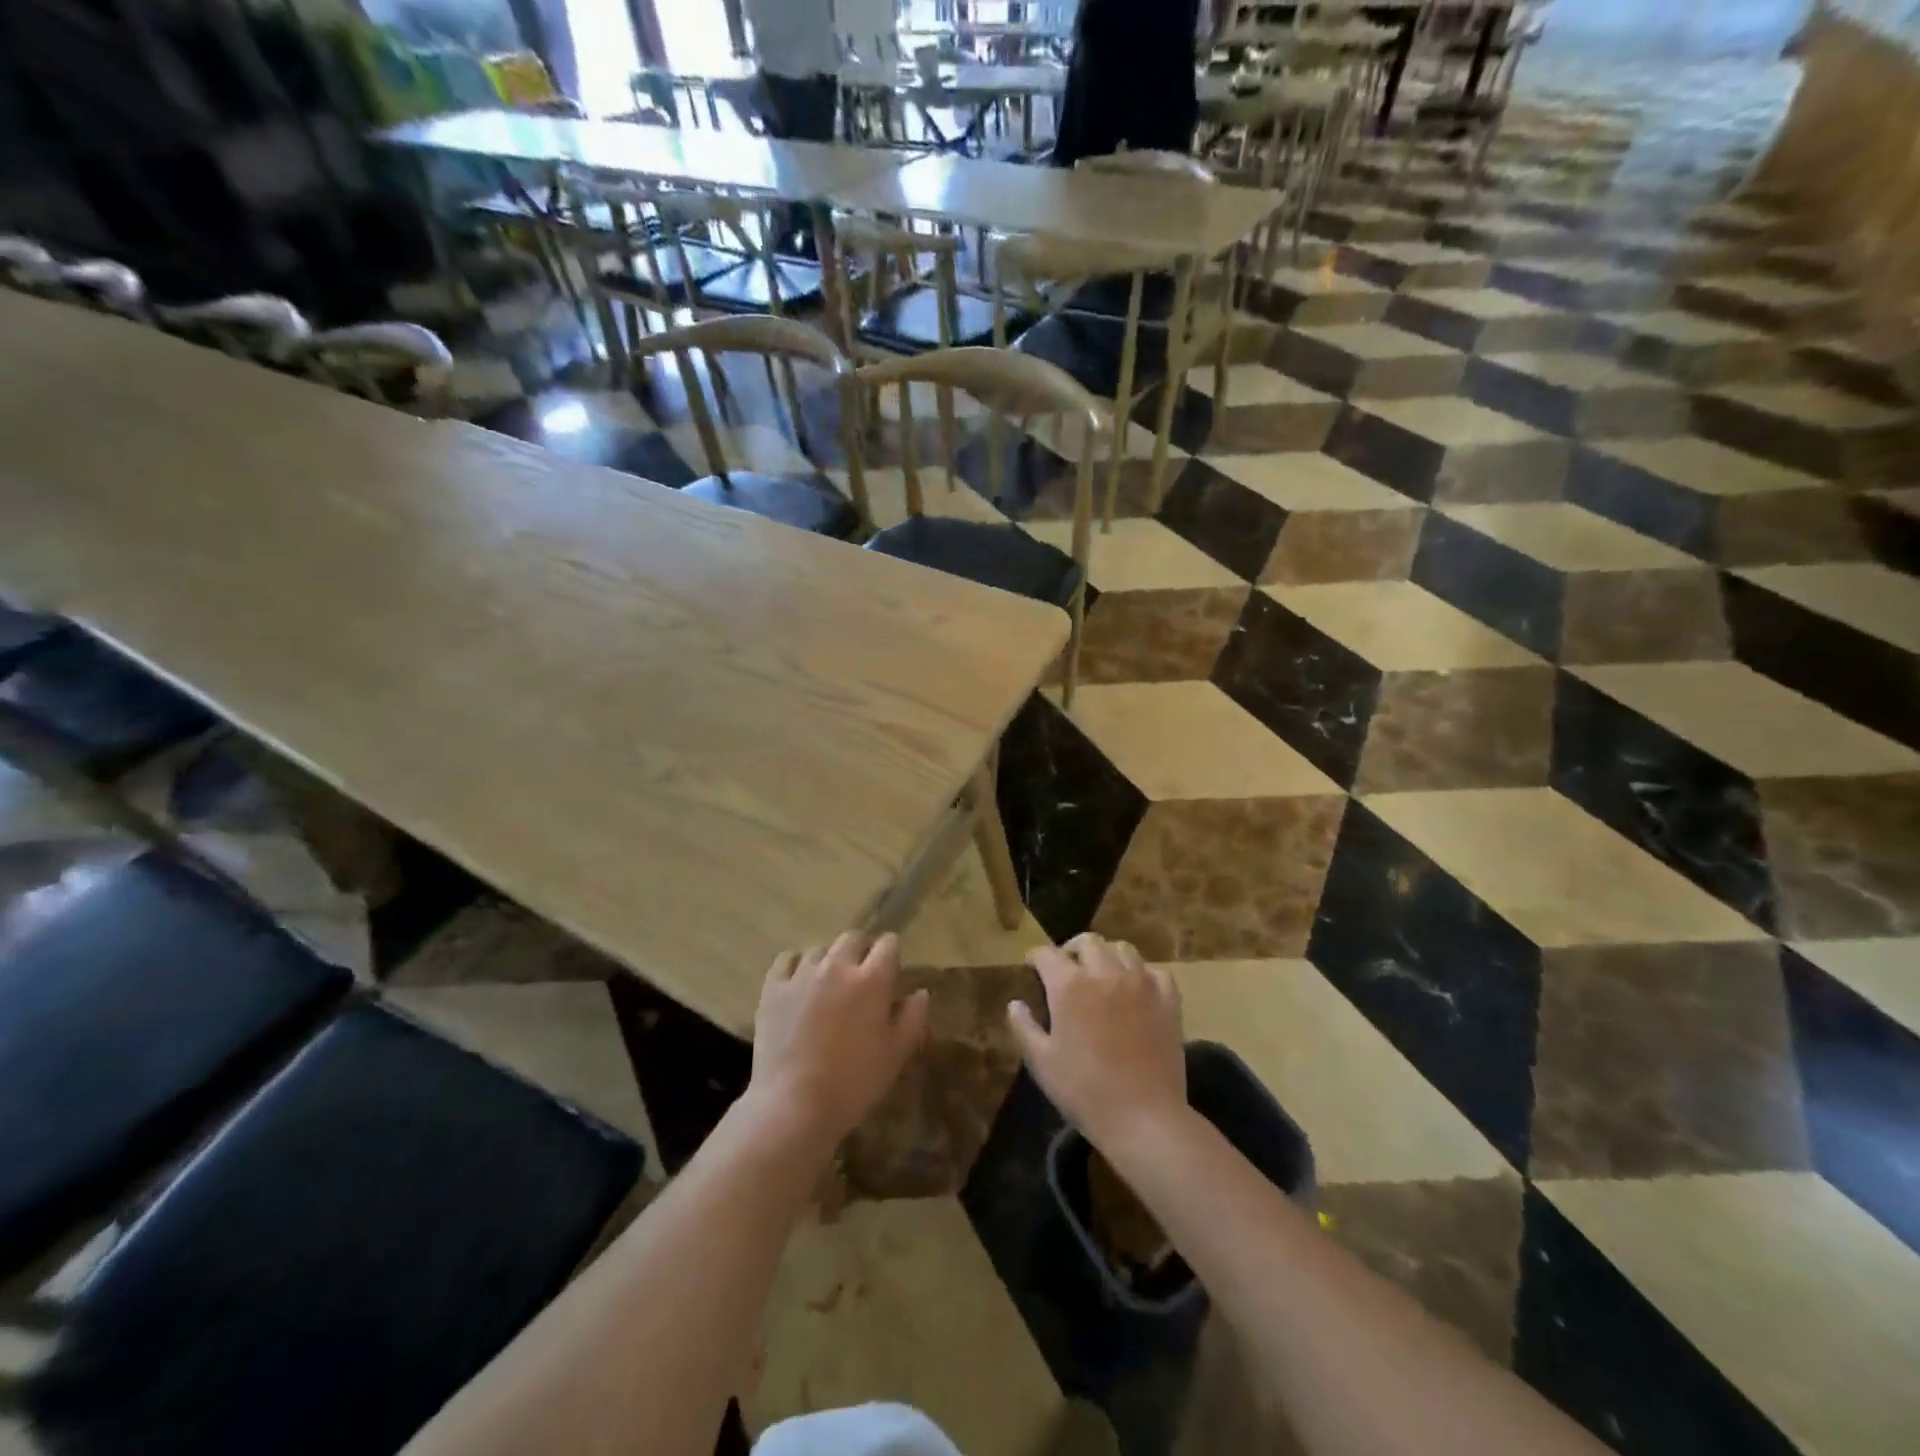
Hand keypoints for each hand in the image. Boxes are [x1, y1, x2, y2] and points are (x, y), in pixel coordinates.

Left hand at [749, 931, 929, 1151]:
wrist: (793, 1105)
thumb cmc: (853, 1082)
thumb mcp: (895, 1055)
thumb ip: (913, 1018)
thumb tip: (920, 992)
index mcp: (872, 979)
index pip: (888, 944)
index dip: (892, 954)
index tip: (891, 972)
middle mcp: (837, 966)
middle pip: (853, 938)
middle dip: (862, 950)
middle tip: (862, 977)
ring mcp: (802, 974)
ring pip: (820, 948)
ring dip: (830, 959)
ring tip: (829, 983)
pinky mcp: (773, 988)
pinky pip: (787, 960)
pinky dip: (797, 965)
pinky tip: (799, 983)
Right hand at [1008, 932, 1186, 1152]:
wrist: (1144, 1117)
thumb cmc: (1084, 1091)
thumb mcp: (1042, 1062)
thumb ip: (1024, 1027)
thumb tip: (1015, 1004)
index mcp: (1069, 985)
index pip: (1047, 954)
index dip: (1035, 958)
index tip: (1031, 967)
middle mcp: (1105, 973)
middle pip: (1087, 942)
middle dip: (1072, 950)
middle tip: (1067, 969)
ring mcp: (1140, 983)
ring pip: (1123, 949)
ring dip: (1107, 956)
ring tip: (1102, 974)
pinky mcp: (1168, 999)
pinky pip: (1155, 971)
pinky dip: (1142, 973)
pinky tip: (1137, 989)